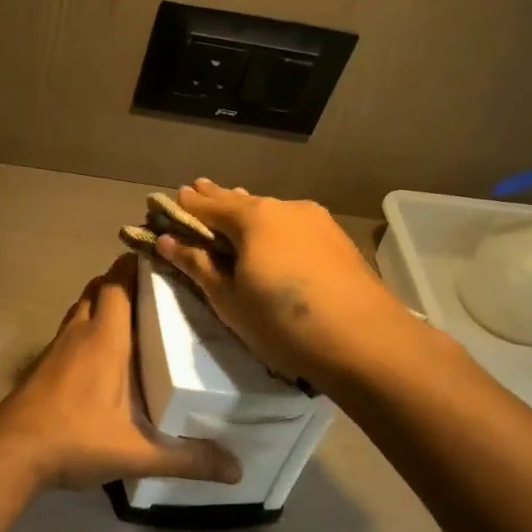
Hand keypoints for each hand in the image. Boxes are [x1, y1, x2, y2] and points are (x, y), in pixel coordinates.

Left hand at [0, 255, 241, 491]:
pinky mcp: (44, 364)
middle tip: (158, 291)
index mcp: (105, 338)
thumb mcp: (137, 453)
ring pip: (81, 307)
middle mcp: (79, 332)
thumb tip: (238, 470)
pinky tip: (103, 354)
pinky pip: (70, 329)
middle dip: (123, 281)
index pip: (119, 283)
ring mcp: (57, 346)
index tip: (163, 259)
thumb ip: (187, 459)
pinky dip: (87, 326)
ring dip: (103, 302)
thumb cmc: (75, 439)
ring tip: (135, 317)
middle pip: (99, 288)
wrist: (11, 451)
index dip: (137, 266)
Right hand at [155, 179, 435, 391]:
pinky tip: (271, 238)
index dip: (185, 206)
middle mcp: (284, 207)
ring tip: (232, 211)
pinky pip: (292, 225)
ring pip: (270, 212)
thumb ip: (196, 264)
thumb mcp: (228, 298)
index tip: (168, 202)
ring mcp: (316, 221)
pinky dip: (273, 228)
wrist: (365, 340)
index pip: (206, 205)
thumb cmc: (281, 321)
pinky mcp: (337, 240)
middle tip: (197, 191)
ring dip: (247, 213)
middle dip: (216, 200)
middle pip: (240, 202)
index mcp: (252, 217)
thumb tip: (166, 239)